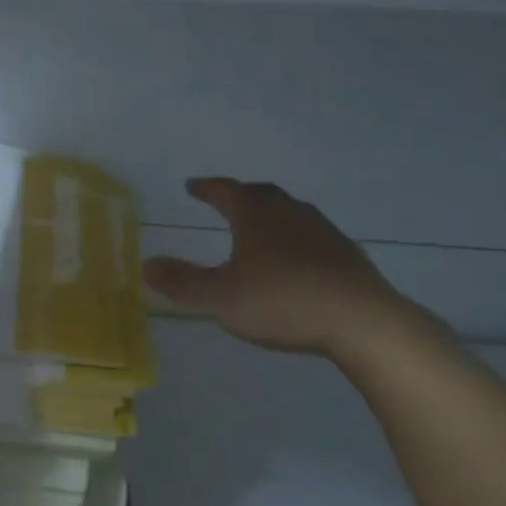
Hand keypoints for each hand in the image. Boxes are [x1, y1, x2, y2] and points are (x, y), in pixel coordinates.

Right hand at [142, 178, 421, 358]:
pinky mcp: (345, 254)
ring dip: (270, 216)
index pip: (226, 190)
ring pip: (290, 213)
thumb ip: (181, 282)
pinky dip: (294, 240)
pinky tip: (295, 260)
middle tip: (224, 200)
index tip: (192, 185)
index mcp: (257, 214)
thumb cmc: (282, 302)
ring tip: (258, 228)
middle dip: (239, 196)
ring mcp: (323, 231)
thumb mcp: (220, 297)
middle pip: (261, 195)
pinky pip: (311, 236)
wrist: (360, 320)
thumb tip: (145, 265)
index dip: (206, 188)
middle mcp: (290, 212)